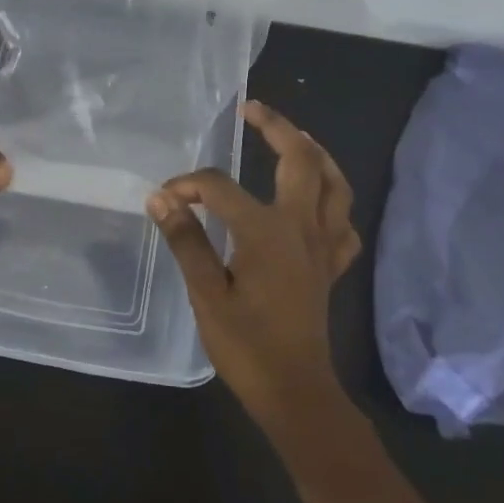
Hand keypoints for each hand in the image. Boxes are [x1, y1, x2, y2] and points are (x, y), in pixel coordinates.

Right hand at [146, 100, 360, 424]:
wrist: (296, 393)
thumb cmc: (247, 346)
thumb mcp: (206, 293)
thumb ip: (186, 240)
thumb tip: (160, 198)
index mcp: (267, 231)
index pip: (219, 187)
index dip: (187, 186)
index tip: (163, 199)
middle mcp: (302, 227)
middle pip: (301, 160)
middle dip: (277, 128)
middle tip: (252, 109)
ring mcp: (323, 245)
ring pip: (334, 184)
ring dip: (316, 153)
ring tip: (295, 136)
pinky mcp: (331, 265)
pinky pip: (343, 221)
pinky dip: (333, 199)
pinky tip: (318, 199)